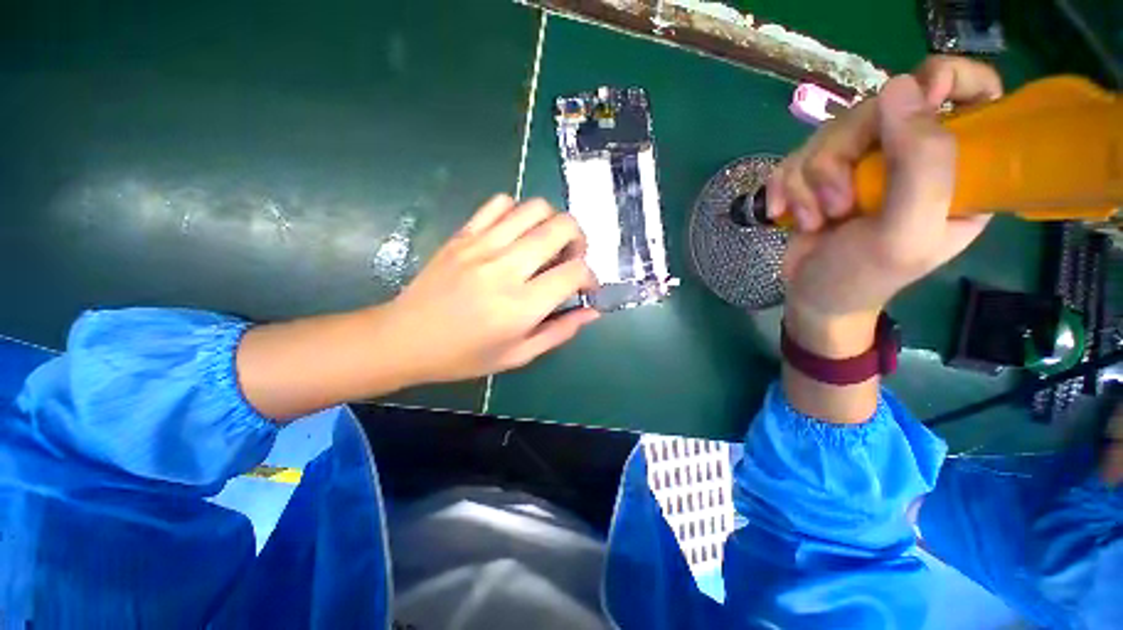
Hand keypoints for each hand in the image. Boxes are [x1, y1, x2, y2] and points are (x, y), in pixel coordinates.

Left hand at [385, 194, 599, 383]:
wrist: (405, 338)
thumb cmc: (465, 356)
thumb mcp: (518, 355)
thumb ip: (560, 332)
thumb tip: (592, 312)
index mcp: (521, 306)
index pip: (574, 272)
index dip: (590, 277)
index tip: (585, 287)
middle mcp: (506, 268)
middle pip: (561, 227)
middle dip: (579, 240)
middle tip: (572, 258)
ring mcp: (481, 246)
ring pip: (535, 208)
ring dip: (553, 222)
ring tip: (547, 243)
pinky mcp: (463, 235)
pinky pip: (499, 203)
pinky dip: (518, 212)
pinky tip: (516, 233)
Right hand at [770, 57, 1001, 354]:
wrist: (814, 297)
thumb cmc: (865, 276)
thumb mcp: (906, 232)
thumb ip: (922, 164)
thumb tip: (901, 85)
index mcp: (958, 165)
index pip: (972, 90)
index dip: (943, 82)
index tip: (904, 110)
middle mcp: (911, 154)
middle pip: (877, 109)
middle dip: (842, 159)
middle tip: (839, 206)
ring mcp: (862, 161)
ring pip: (828, 134)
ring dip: (809, 183)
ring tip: (816, 220)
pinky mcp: (821, 173)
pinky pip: (794, 157)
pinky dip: (784, 188)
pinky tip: (785, 213)